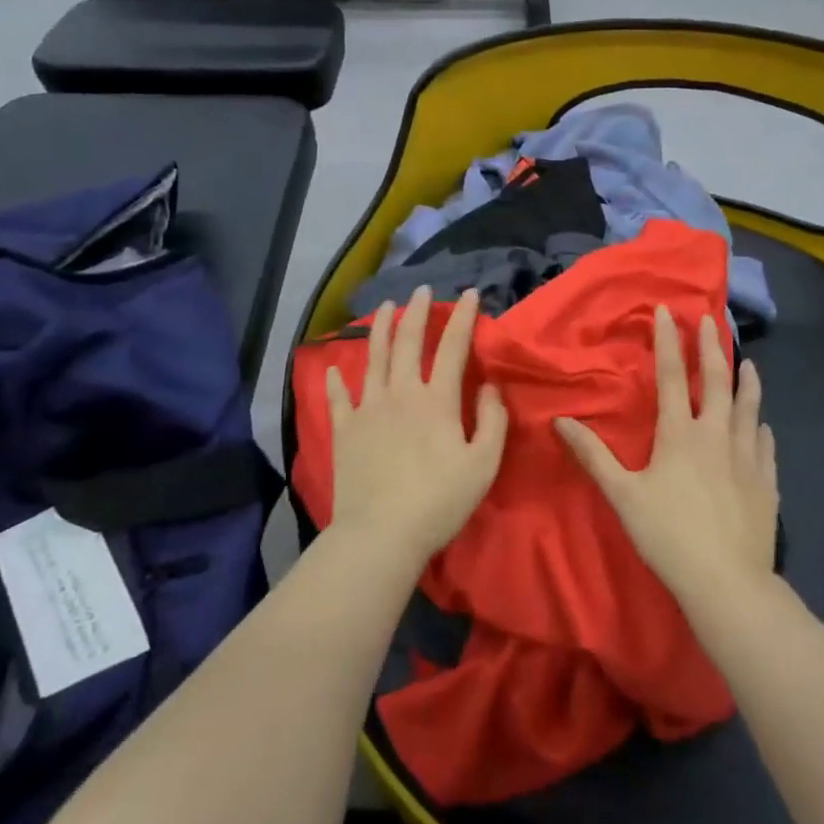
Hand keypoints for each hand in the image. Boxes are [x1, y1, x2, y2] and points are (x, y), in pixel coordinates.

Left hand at [325, 286, 507, 570]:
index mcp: (436, 400)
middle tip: (421, 289)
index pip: (452, 347)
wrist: (381, 534)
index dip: (462, 317)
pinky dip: (335, 380)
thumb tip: (490, 386)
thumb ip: (491, 420)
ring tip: (383, 307)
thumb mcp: (483, 464)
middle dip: (416, 311)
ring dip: (379, 329)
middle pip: (407, 342)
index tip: (469, 293)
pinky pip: (338, 398)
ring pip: (373, 358)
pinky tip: (332, 368)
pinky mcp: (344, 430)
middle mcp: (400, 393)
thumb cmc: (439, 501)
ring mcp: (368, 409)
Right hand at [556, 307, 777, 599]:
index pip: (673, 376)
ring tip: (749, 362)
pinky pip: (766, 445)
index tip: (667, 311)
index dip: (669, 341)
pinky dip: (762, 428)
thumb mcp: (622, 495)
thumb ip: (593, 456)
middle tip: (709, 320)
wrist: (726, 582)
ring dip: (747, 381)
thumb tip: (561, 421)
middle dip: (711, 347)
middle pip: (717, 381)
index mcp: (680, 434)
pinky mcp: (766, 482)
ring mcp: (747, 457)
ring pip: (749, 408)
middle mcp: (716, 435)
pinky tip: (764, 425)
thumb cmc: (668, 535)